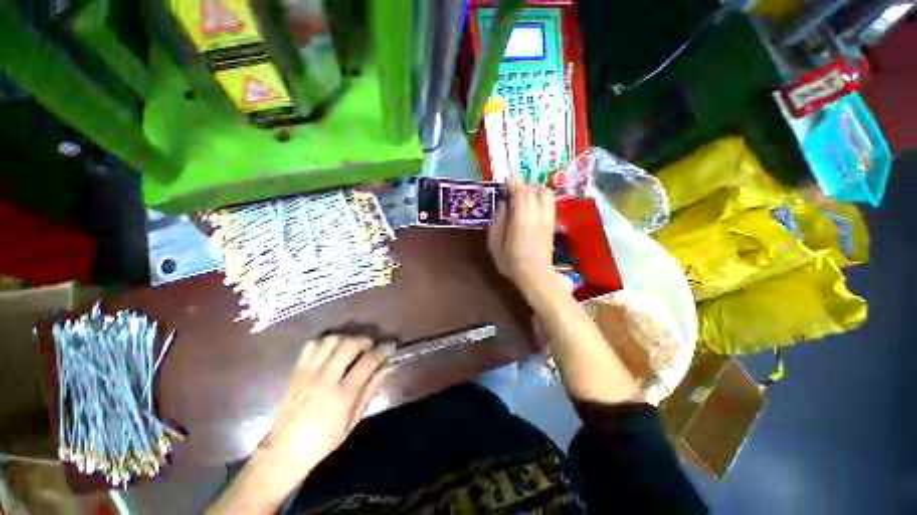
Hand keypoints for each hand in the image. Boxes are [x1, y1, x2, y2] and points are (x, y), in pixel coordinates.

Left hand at [257, 336, 394, 481]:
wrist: (285, 450)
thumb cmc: (324, 439)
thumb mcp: (353, 419)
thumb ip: (370, 390)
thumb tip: (386, 368)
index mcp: (343, 394)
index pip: (368, 361)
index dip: (383, 350)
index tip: (390, 346)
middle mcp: (326, 378)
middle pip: (350, 344)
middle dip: (364, 340)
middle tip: (369, 346)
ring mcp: (309, 372)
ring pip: (331, 340)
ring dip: (345, 339)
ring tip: (350, 347)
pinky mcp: (297, 371)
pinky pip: (312, 345)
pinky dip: (325, 342)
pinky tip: (331, 350)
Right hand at [488, 176, 557, 297]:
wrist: (536, 277)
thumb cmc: (511, 262)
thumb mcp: (495, 244)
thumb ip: (498, 220)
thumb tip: (502, 203)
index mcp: (522, 219)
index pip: (522, 192)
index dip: (514, 182)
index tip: (506, 181)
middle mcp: (538, 215)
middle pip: (535, 189)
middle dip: (523, 185)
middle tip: (511, 189)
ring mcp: (548, 219)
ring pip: (546, 194)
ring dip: (534, 189)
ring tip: (523, 195)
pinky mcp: (552, 224)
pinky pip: (549, 203)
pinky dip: (541, 197)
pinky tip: (531, 205)